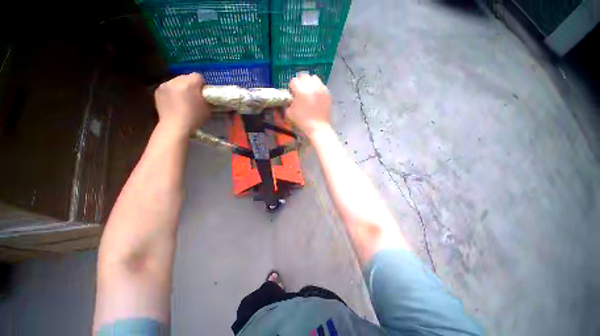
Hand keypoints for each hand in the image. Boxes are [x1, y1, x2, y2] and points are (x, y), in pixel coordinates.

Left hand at [154, 73, 209, 134]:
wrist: (175, 126)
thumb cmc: (194, 118)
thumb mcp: (207, 108)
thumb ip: (205, 98)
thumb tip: (204, 94)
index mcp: (189, 84)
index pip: (198, 76)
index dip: (202, 84)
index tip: (202, 93)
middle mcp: (176, 81)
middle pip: (186, 77)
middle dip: (190, 84)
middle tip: (192, 96)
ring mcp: (165, 85)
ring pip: (176, 81)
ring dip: (180, 87)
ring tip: (182, 100)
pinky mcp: (158, 90)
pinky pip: (168, 87)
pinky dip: (172, 92)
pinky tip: (174, 102)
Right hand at [286, 73, 331, 137]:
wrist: (318, 127)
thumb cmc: (302, 121)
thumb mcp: (289, 113)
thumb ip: (288, 103)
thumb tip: (290, 99)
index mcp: (301, 91)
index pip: (293, 81)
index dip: (291, 88)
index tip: (292, 94)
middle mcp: (311, 86)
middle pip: (304, 75)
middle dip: (300, 82)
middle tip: (300, 91)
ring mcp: (321, 89)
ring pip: (314, 78)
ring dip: (310, 83)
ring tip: (309, 92)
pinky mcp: (327, 93)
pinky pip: (321, 85)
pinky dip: (317, 88)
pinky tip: (316, 96)